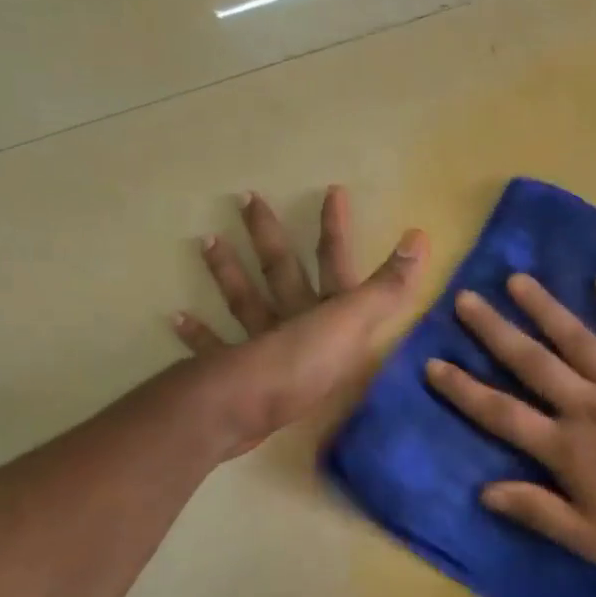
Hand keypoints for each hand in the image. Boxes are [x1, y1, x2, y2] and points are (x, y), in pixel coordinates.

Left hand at [174, 187, 426, 456]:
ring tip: (206, 241)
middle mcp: (289, 317)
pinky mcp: (234, 372)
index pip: (333, 260)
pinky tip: (175, 317)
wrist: (246, 406)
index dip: (335, 228)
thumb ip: (389, 287)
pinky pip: (213, 347)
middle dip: (268, 235)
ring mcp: (259, 344)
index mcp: (323, 308)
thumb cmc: (305, 364)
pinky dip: (197, 333)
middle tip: (246, 198)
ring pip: (244, 301)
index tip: (332, 190)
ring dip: (227, 273)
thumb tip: (420, 234)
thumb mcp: (355, 324)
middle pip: (280, 270)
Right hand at [425, 273, 595, 574]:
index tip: (434, 364)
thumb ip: (538, 511)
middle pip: (532, 362)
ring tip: (517, 280)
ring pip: (578, 338)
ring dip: (544, 308)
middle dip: (494, 330)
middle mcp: (589, 405)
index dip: (464, 390)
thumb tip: (485, 490)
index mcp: (567, 447)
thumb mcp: (591, 540)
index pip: (502, 413)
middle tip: (465, 299)